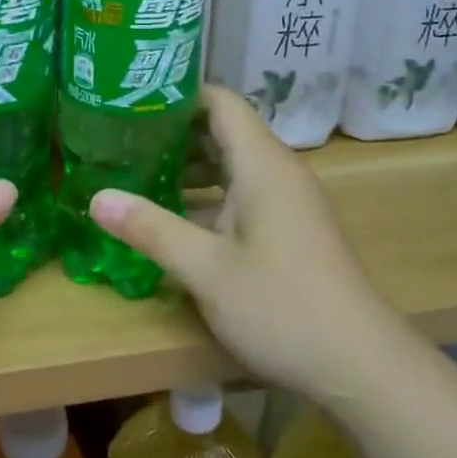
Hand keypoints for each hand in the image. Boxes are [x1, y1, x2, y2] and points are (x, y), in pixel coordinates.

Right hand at [90, 86, 399, 400]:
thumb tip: (96, 197)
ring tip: (140, 172)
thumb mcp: (206, 269)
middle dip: (176, 131)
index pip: (220, 100)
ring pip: (235, 163)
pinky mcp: (293, 226)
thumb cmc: (281, 305)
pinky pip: (246, 190)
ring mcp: (289, 199)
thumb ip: (151, 229)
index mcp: (261, 163)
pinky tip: (179, 215)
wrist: (360, 364)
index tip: (133, 100)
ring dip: (192, 165)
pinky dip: (212, 192)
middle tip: (123, 137)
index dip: (179, 94)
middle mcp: (278, 170)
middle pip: (225, 129)